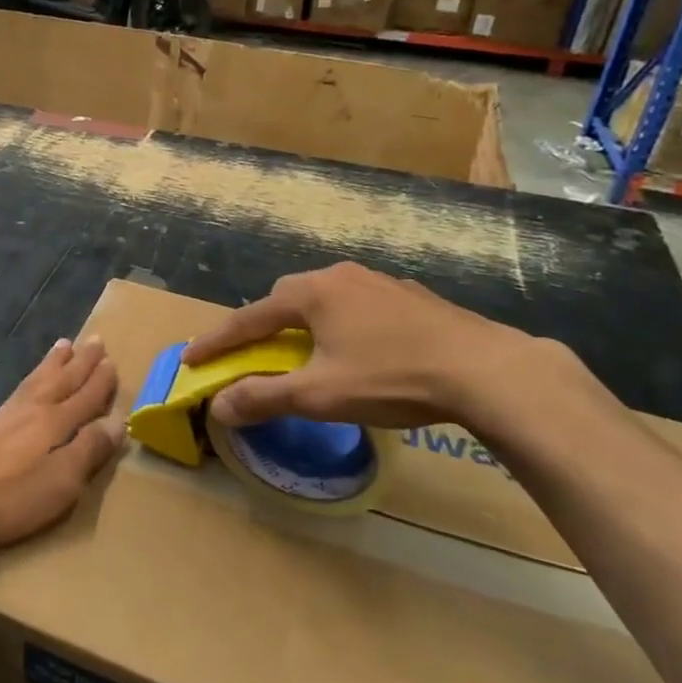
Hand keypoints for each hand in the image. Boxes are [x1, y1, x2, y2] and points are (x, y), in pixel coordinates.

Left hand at [0, 336, 122, 551]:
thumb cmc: (10, 494)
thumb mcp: (61, 481)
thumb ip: (89, 449)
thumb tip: (117, 420)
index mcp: (56, 422)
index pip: (86, 398)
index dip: (101, 383)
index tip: (113, 362)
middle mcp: (34, 409)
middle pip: (63, 380)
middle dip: (82, 362)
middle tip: (96, 340)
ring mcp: (7, 414)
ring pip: (38, 379)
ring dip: (55, 363)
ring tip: (65, 345)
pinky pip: (20, 387)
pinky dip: (32, 377)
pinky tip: (29, 383)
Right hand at [182, 262, 550, 432]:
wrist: (489, 371)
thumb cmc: (392, 377)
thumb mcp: (320, 395)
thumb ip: (264, 398)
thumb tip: (218, 406)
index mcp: (312, 293)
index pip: (249, 317)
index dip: (218, 341)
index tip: (192, 359)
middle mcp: (341, 276)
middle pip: (286, 300)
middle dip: (263, 326)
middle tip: (254, 354)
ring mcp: (381, 282)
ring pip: (326, 301)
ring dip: (306, 324)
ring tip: (308, 353)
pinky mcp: (413, 298)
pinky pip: (360, 306)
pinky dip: (344, 325)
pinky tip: (363, 350)